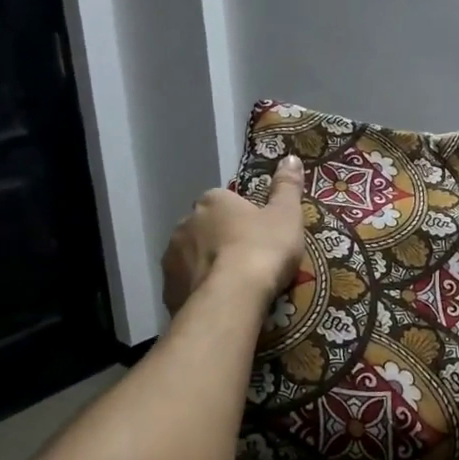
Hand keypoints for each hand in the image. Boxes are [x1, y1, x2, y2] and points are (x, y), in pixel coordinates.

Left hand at [162, 156, 306, 314]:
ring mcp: (172, 257)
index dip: (243, 218)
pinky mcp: (168, 289)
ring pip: (193, 256)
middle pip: (206, 228)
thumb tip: (291, 158)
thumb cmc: (262, 250)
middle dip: (221, 240)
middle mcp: (185, 223)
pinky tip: (219, 301)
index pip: (226, 201)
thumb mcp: (286, 215)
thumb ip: (287, 187)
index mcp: (213, 200)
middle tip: (248, 261)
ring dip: (208, 265)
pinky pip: (186, 285)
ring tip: (234, 285)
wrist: (231, 299)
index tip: (259, 235)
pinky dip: (199, 290)